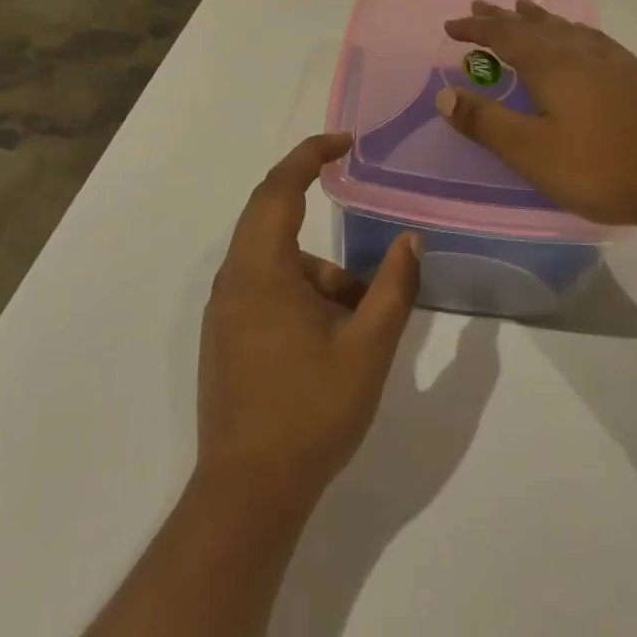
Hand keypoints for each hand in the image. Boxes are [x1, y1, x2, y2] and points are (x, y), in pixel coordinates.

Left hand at [198, 134, 420, 510]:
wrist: (248, 494)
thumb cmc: (310, 412)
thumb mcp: (368, 348)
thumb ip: (393, 288)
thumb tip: (410, 240)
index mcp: (261, 270)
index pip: (280, 188)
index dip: (310, 154)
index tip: (345, 142)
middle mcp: (235, 279)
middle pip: (268, 212)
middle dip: (308, 191)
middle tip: (348, 183)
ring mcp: (225, 309)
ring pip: (273, 258)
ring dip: (317, 266)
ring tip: (360, 311)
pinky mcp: (226, 335)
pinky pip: (264, 286)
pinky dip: (300, 288)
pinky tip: (330, 335)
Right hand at [436, 0, 636, 233]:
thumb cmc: (599, 167)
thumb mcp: (531, 152)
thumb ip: (486, 122)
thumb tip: (445, 95)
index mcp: (551, 65)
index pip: (503, 36)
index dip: (476, 29)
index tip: (450, 27)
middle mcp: (578, 52)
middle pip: (533, 25)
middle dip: (502, 17)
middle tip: (479, 6)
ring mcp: (609, 60)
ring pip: (564, 27)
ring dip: (537, 17)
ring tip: (522, 7)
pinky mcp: (632, 74)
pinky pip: (591, 38)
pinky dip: (572, 29)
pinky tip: (578, 36)